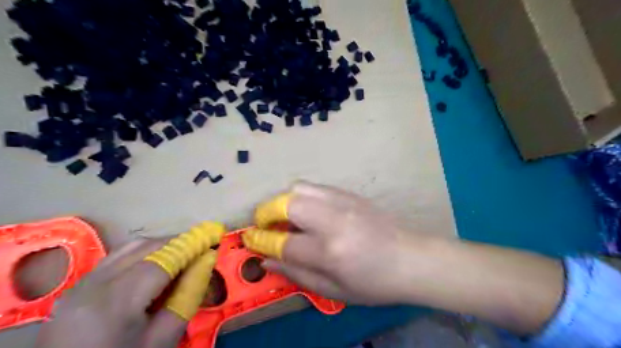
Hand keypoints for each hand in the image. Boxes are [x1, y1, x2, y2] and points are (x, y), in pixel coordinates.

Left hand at [34, 237, 197, 347]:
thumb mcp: (163, 339)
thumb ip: (188, 296)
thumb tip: (207, 260)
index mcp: (115, 302)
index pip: (161, 260)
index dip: (191, 245)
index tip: (214, 235)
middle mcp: (93, 284)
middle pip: (144, 247)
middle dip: (177, 242)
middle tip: (202, 248)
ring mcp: (81, 284)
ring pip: (129, 247)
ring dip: (160, 246)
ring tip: (182, 255)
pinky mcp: (77, 287)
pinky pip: (116, 258)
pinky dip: (142, 254)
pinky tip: (154, 265)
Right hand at [239, 182, 438, 303]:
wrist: (412, 258)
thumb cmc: (375, 283)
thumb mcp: (335, 291)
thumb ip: (297, 274)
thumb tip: (267, 259)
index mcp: (329, 250)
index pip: (283, 241)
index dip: (261, 240)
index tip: (250, 239)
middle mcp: (333, 219)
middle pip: (286, 203)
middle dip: (266, 213)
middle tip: (266, 227)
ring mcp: (342, 201)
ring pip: (299, 188)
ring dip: (283, 201)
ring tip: (285, 218)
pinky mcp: (349, 193)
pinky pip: (315, 187)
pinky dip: (302, 197)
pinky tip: (308, 212)